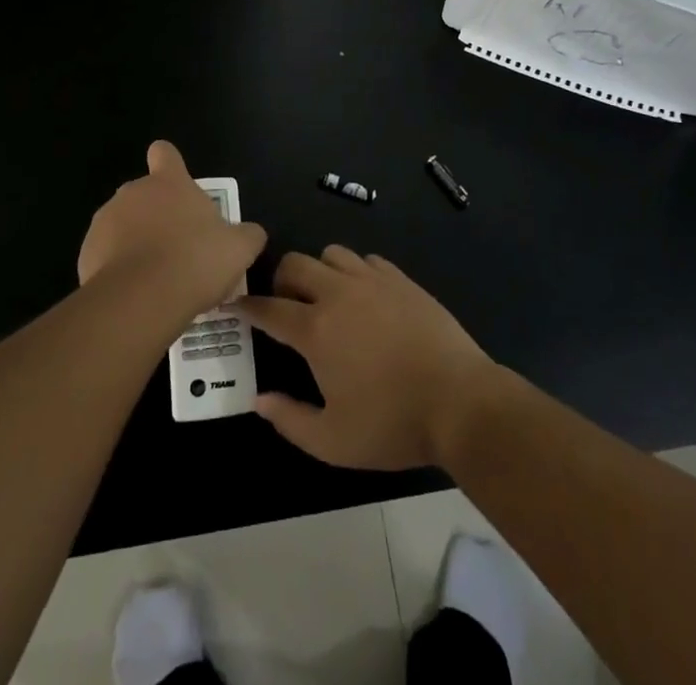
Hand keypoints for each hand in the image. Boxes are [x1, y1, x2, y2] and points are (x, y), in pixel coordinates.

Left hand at [78, 142, 267, 317]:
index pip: (165, 153)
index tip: (177, 185)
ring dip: (136, 243)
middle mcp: (133, 192)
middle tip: (179, 249)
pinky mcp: (86, 253)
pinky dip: (118, 270)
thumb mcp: (238, 249)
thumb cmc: (196, 261)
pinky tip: (135, 294)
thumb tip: (252, 233)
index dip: (170, 164)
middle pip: (145, 195)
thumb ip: (247, 235)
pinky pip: (105, 255)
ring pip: (123, 226)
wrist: (141, 299)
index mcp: (169, 182)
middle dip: (158, 216)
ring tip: (157, 278)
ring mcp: (105, 221)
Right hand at [238, 246, 497, 470]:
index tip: (235, 304)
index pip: (269, 308)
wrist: (460, 401)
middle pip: (295, 264)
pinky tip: (365, 296)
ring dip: (319, 270)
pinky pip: (367, 259)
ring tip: (326, 297)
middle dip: (280, 280)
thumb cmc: (392, 424)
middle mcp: (338, 294)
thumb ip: (289, 420)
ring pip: (331, 253)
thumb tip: (258, 400)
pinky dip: (356, 271)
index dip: (247, 306)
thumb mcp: (333, 441)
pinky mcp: (401, 279)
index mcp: (316, 330)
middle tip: (285, 305)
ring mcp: (372, 281)